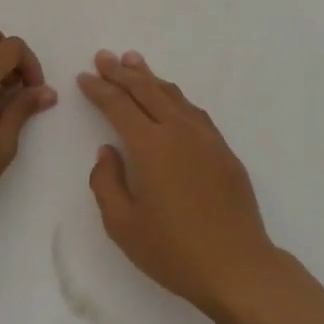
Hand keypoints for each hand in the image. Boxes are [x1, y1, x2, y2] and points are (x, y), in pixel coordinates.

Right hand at [78, 49, 279, 318]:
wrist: (238, 266)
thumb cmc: (175, 251)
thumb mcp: (123, 226)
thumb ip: (107, 183)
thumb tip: (107, 151)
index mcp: (151, 146)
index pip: (119, 106)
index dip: (99, 89)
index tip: (85, 76)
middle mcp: (178, 131)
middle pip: (146, 90)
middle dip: (121, 72)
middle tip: (104, 56)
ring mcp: (206, 137)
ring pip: (173, 94)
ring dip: (150, 77)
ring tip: (134, 62)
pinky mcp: (223, 149)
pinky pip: (193, 110)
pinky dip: (174, 96)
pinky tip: (170, 97)